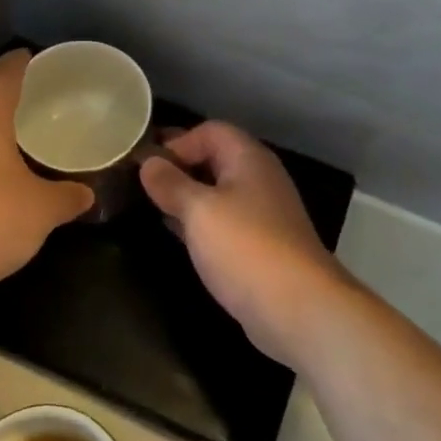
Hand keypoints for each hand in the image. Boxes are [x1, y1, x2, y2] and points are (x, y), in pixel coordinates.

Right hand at [140, 122, 354, 364]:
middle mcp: (259, 179)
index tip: (147, 165)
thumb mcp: (199, 210)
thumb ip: (171, 184)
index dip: (178, 142)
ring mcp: (263, 214)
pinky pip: (224, 222)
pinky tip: (179, 236)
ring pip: (218, 193)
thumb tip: (148, 162)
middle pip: (216, 159)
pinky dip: (200, 223)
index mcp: (248, 159)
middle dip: (180, 168)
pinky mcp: (260, 246)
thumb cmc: (245, 247)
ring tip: (153, 207)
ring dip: (188, 197)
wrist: (298, 309)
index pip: (210, 131)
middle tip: (143, 184)